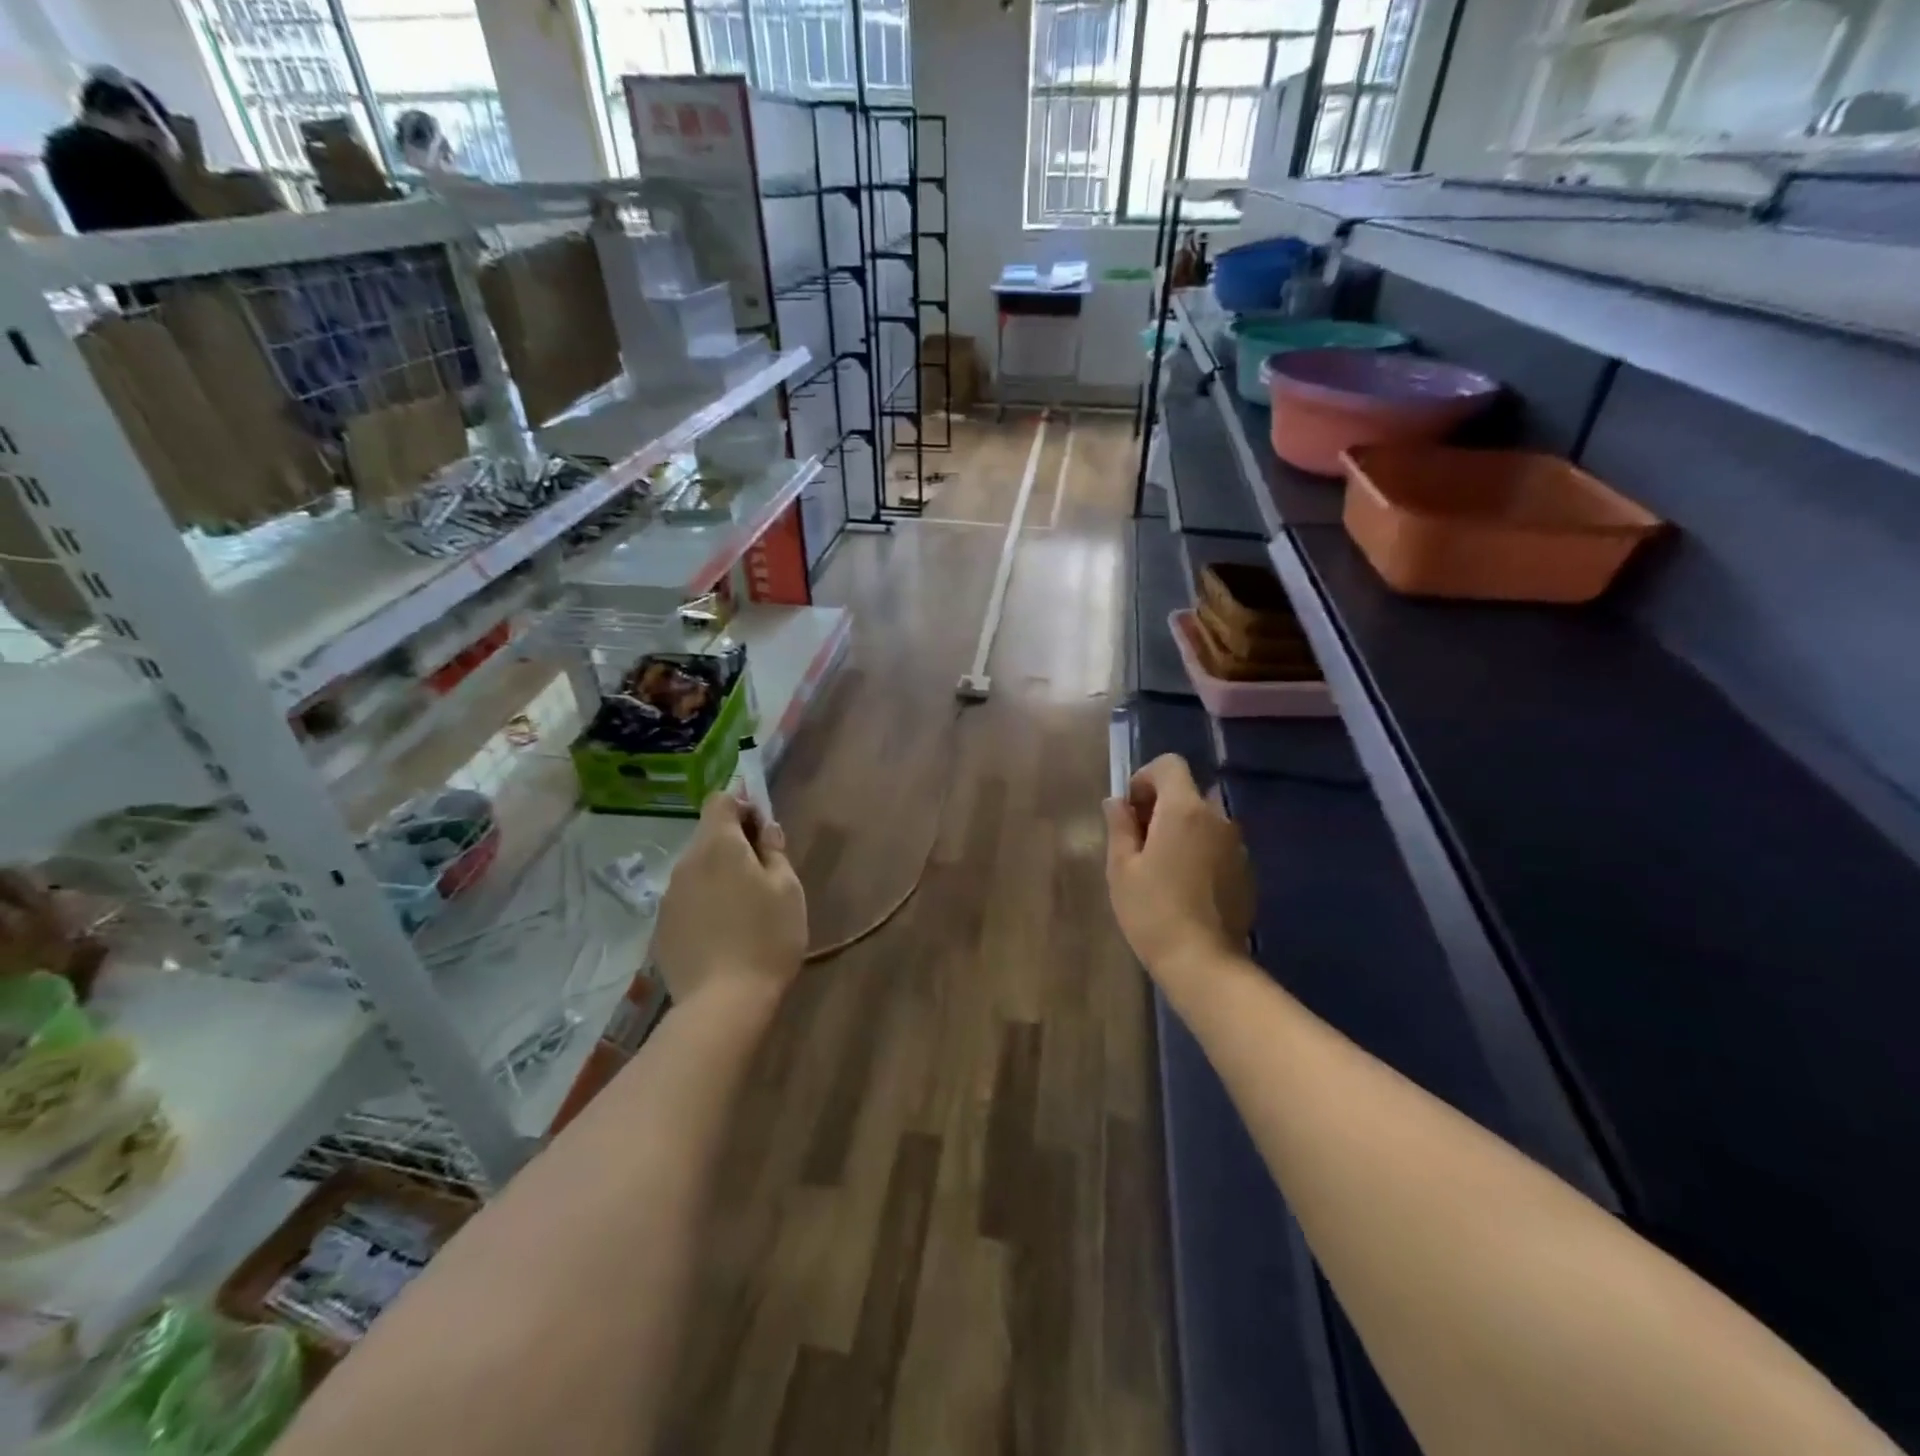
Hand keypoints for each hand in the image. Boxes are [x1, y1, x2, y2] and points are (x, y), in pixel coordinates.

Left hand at [652, 794, 807, 1002]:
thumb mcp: (787, 890)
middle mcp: (686, 863)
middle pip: (708, 835)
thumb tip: (765, 829)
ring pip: (697, 869)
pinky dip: (704, 903)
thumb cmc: (766, 938)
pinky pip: (687, 899)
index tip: (762, 831)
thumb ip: (774, 851)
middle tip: (763, 874)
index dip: (742, 806)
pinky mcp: (662, 927)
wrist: (722, 1003)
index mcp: (719, 845)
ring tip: (743, 908)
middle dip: (734, 843)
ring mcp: (669, 896)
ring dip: (718, 875)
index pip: (720, 800)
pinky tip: (722, 933)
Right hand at [1103, 755, 1254, 999]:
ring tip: (1161, 865)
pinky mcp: (1245, 870)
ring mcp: (1236, 844)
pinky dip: (1199, 850)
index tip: (1130, 810)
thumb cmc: (1152, 911)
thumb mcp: (1122, 868)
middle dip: (1161, 805)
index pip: (1170, 765)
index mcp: (1184, 810)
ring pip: (1204, 819)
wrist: (1204, 962)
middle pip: (1187, 792)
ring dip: (1181, 828)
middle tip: (1139, 841)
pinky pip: (1217, 844)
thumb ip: (1120, 826)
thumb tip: (1117, 802)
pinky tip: (1184, 885)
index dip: (1145, 778)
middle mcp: (1217, 818)